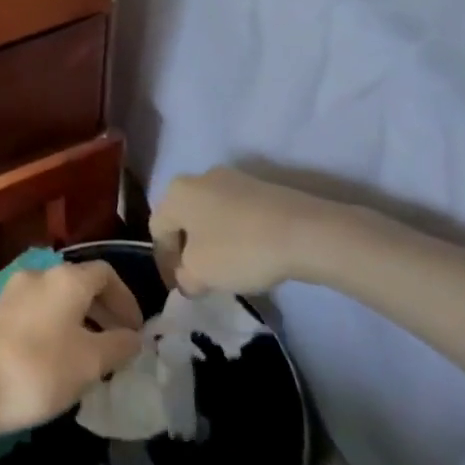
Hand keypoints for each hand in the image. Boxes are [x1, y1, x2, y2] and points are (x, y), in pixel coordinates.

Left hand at [0, 262, 143, 441]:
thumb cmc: (38, 370)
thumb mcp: (90, 362)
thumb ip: (119, 345)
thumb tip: (134, 337)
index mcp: (66, 279)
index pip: (106, 274)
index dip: (127, 300)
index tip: (136, 331)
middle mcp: (39, 275)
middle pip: (80, 284)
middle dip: (104, 310)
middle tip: (118, 343)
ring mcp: (11, 292)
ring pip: (57, 299)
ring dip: (79, 320)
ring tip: (90, 355)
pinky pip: (36, 311)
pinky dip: (55, 326)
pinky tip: (57, 358)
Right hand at [151, 167, 356, 296]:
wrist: (307, 232)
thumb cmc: (239, 249)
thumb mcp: (200, 274)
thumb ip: (185, 278)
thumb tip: (189, 278)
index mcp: (177, 192)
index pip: (157, 229)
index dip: (163, 262)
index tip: (179, 287)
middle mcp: (201, 177)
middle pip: (184, 218)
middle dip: (187, 249)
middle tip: (198, 277)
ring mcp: (235, 179)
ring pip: (211, 215)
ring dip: (212, 242)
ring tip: (226, 269)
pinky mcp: (263, 188)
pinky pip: (237, 214)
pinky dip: (236, 234)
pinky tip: (250, 254)